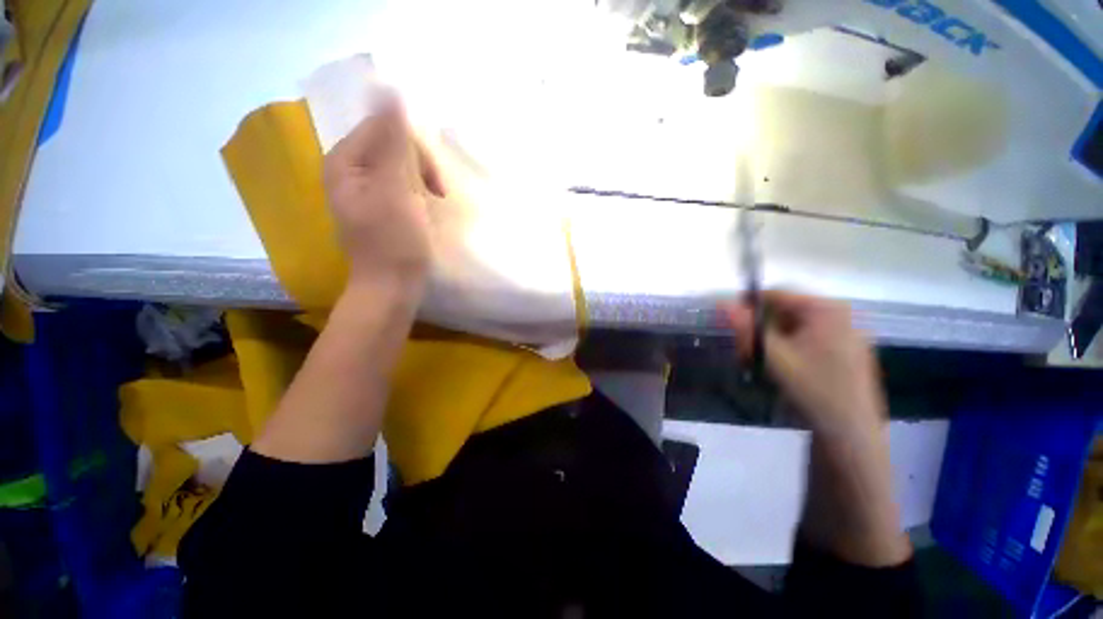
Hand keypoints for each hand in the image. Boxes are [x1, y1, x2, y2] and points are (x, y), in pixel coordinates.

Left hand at [323, 95, 445, 293]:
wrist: (393, 286)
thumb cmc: (395, 241)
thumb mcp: (396, 190)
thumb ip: (394, 142)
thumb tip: (389, 91)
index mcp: (345, 162)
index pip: (383, 129)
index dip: (414, 150)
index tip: (434, 182)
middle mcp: (349, 170)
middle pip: (391, 146)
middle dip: (419, 168)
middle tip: (436, 195)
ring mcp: (364, 190)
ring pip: (400, 166)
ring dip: (422, 181)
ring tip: (431, 205)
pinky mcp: (378, 206)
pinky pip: (400, 184)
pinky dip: (417, 193)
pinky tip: (424, 210)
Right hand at [721, 291, 885, 438]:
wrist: (851, 433)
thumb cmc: (812, 389)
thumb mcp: (773, 357)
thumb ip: (747, 328)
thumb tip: (722, 303)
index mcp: (825, 309)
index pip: (776, 294)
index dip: (748, 306)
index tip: (730, 325)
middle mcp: (839, 314)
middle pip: (785, 310)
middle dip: (760, 327)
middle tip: (744, 350)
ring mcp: (846, 333)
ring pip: (795, 326)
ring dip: (771, 339)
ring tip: (758, 361)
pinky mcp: (847, 350)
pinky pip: (809, 338)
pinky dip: (788, 347)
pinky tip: (781, 367)